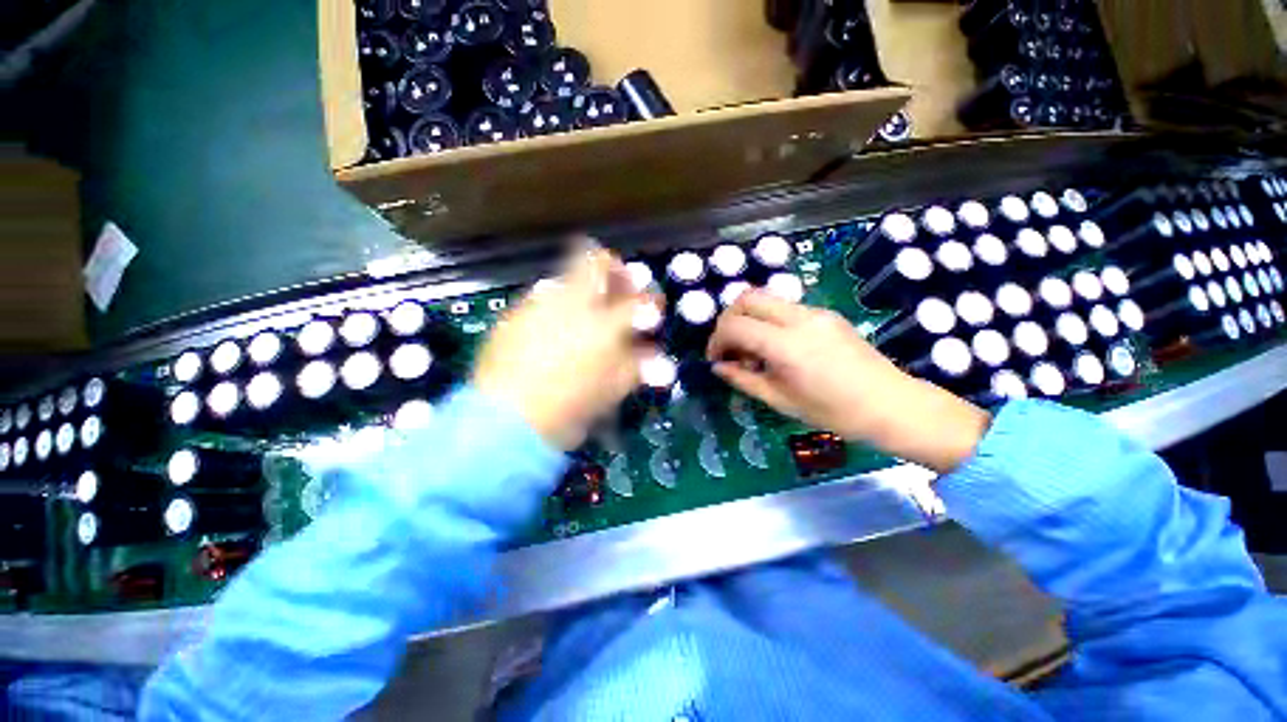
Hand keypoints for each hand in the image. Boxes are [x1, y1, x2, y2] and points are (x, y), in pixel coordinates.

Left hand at [473, 246, 657, 450]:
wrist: (507, 421)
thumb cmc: (570, 408)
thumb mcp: (612, 389)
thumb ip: (638, 367)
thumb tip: (656, 358)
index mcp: (604, 325)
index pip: (638, 298)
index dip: (649, 300)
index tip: (649, 310)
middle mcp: (572, 304)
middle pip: (595, 262)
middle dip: (613, 269)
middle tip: (619, 285)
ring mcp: (538, 305)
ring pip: (564, 277)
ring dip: (581, 287)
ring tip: (584, 311)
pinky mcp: (513, 316)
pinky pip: (540, 298)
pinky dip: (554, 305)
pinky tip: (553, 328)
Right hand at [706, 290, 990, 472]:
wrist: (892, 405)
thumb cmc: (833, 412)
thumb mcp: (780, 400)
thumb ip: (743, 379)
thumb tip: (718, 367)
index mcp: (786, 345)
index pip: (735, 325)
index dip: (716, 340)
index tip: (715, 359)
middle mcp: (799, 318)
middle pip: (747, 297)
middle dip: (728, 319)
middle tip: (728, 347)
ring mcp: (815, 312)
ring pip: (766, 298)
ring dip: (748, 318)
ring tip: (751, 350)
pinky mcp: (826, 314)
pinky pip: (785, 307)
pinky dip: (768, 320)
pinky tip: (775, 347)